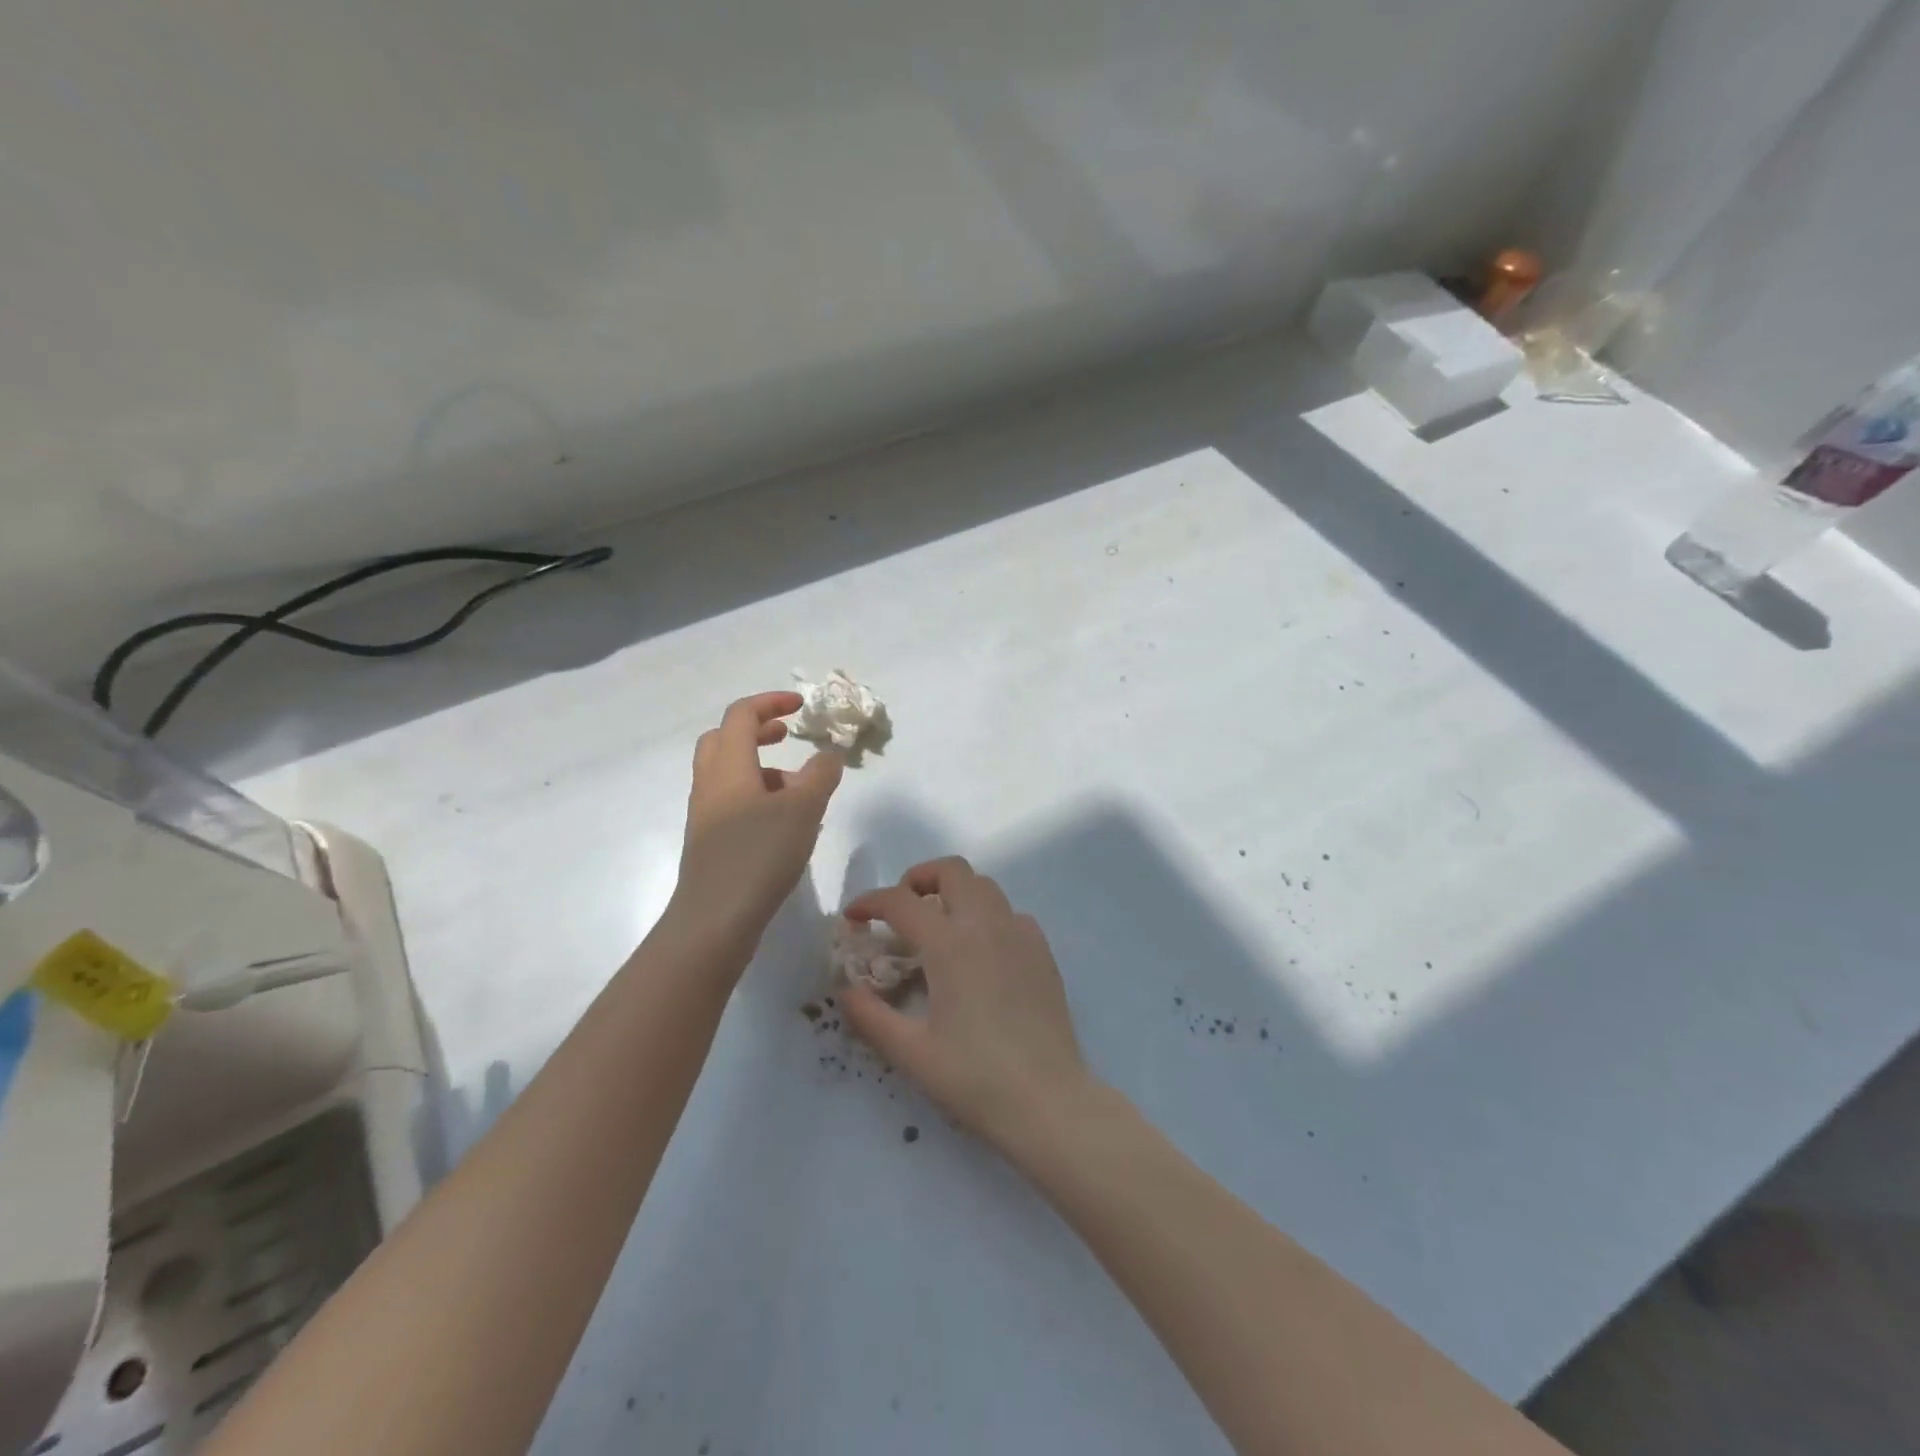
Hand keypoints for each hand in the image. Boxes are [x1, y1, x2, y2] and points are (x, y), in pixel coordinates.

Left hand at [668, 692, 843, 956]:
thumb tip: (829, 754)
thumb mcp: (803, 809)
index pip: (742, 715)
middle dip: (757, 730)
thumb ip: (820, 775)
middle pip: (724, 739)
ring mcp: (706, 814)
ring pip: (728, 772)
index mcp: (729, 766)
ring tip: (797, 787)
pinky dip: (756, 795)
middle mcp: (710, 783)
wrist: (714, 919)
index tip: (801, 706)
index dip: (771, 702)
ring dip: (760, 766)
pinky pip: (731, 801)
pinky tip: (783, 823)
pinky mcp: (709, 841)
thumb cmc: (759, 854)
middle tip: (787, 735)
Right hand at [839, 857, 1098, 1150]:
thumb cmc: (974, 1078)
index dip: (870, 902)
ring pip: (984, 886)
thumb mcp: (911, 1052)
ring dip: (954, 892)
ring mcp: (1020, 934)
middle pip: (952, 870)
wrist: (1047, 1100)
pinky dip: (987, 916)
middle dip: (919, 879)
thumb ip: (870, 1016)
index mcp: (950, 944)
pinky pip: (1010, 913)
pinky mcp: (1042, 952)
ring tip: (938, 928)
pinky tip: (980, 952)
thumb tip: (846, 990)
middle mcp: (986, 925)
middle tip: (902, 910)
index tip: (854, 918)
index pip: (901, 901)